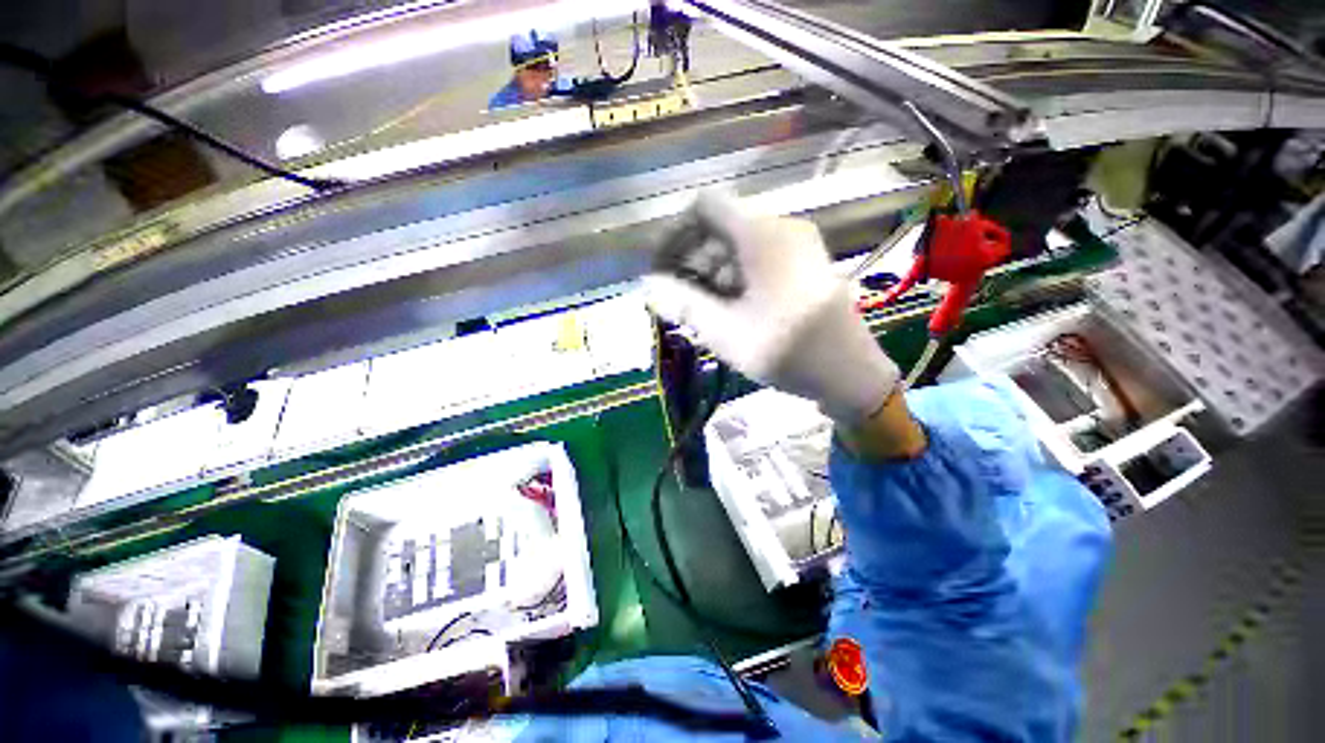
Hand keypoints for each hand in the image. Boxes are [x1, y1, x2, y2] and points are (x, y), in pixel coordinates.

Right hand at [645, 191, 899, 424]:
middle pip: (721, 227)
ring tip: (702, 312)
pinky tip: (730, 310)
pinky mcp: (804, 262)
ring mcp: (797, 244)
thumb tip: (648, 284)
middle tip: (679, 300)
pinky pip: (758, 258)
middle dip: (693, 260)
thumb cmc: (786, 351)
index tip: (663, 268)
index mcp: (761, 235)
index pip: (705, 206)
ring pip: (738, 245)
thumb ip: (682, 303)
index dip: (676, 232)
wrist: (849, 374)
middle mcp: (781, 227)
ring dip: (712, 273)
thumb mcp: (725, 331)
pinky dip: (735, 278)